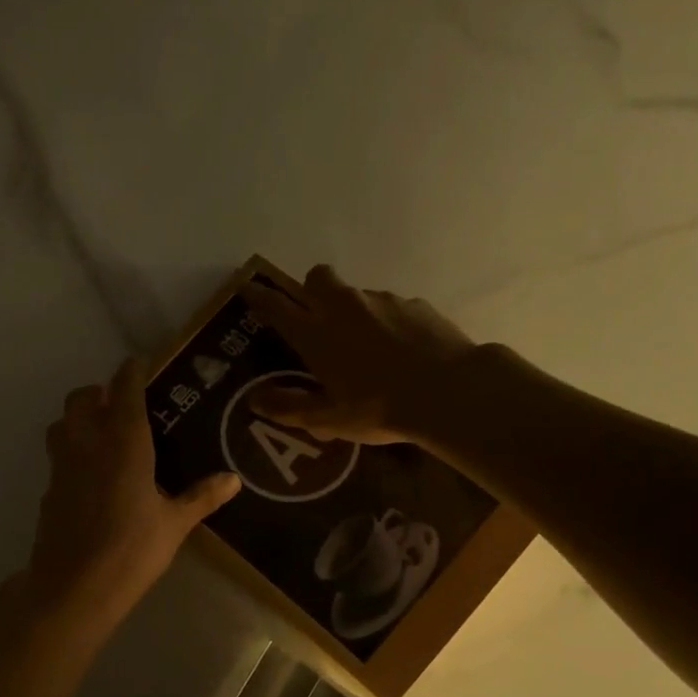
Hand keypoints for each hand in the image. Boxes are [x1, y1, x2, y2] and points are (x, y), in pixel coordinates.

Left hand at [23, 356, 241, 627]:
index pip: (124, 391)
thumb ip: (201, 497)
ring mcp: (62, 467)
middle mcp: (88, 444)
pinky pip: (58, 456)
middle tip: (122, 405)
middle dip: (99, 392)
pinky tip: (90, 476)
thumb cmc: (131, 551)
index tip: (139, 363)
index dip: (131, 372)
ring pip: (62, 423)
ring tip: (103, 434)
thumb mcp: (175, 524)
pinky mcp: (48, 490)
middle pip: (82, 399)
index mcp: (124, 444)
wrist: (73, 588)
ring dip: (79, 418)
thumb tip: (233, 479)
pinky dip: (72, 452)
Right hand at [240, 265, 476, 445]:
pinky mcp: (415, 304)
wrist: (448, 391)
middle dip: (310, 289)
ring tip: (368, 347)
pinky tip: (401, 351)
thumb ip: (290, 408)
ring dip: (352, 311)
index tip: (249, 289)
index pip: (276, 307)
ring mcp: (382, 301)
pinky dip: (388, 322)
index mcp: (316, 333)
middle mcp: (344, 307)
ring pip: (356, 293)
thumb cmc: (379, 408)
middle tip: (316, 318)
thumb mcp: (329, 419)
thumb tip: (255, 400)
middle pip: (316, 278)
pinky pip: (391, 306)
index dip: (259, 297)